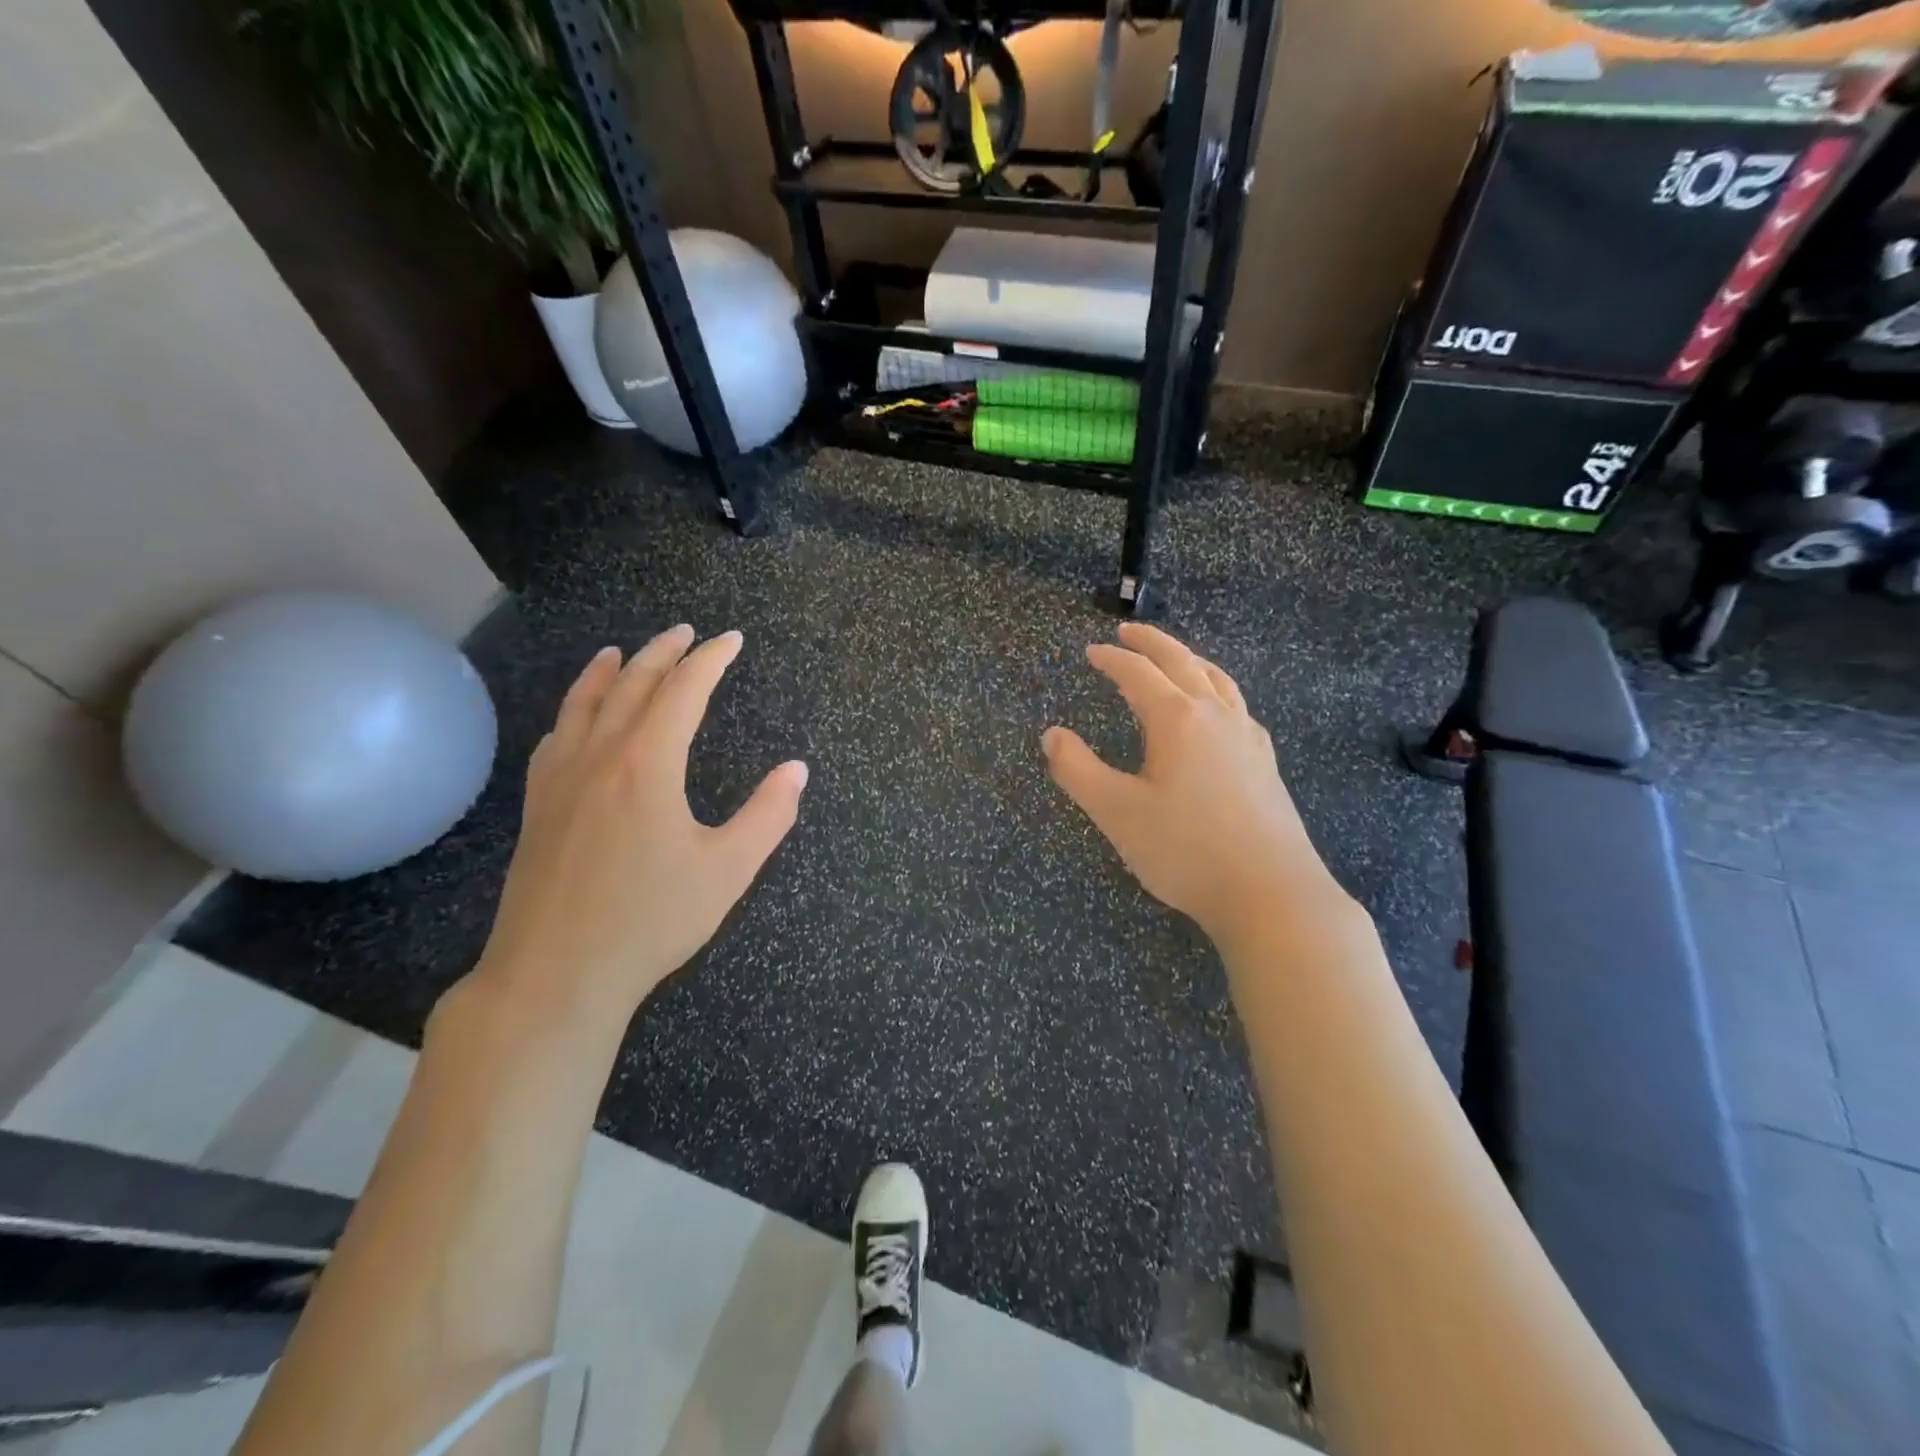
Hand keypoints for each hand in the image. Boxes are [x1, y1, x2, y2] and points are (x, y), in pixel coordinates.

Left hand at [473, 626, 806, 1017]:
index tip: (731, 640)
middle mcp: (599, 757)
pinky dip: (572, 713)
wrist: (556, 974)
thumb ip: (768, 815)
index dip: (710, 660)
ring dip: (607, 672)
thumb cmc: (651, 920)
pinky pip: (555, 739)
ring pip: (582, 705)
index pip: (683, 691)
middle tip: (687, 633)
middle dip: (663, 653)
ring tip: (620, 651)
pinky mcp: (537, 807)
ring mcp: (559, 780)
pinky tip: (575, 719)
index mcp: (647, 764)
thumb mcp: (728, 870)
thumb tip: (797, 769)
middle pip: (631, 685)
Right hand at [1042, 623, 1341, 948]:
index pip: (1138, 673)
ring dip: (1189, 660)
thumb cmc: (1185, 851)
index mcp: (1177, 720)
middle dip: (1152, 643)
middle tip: (1128, 632)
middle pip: (1182, 662)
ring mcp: (1247, 737)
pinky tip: (1215, 712)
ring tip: (1173, 659)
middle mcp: (1215, 716)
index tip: (1090, 651)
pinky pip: (1236, 705)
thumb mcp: (1116, 812)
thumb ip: (1077, 770)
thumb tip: (1052, 734)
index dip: (1111, 659)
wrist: (1271, 893)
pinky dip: (1215, 689)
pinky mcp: (1265, 762)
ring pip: (1217, 679)